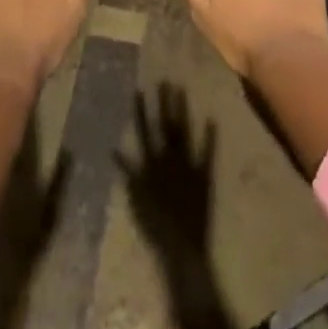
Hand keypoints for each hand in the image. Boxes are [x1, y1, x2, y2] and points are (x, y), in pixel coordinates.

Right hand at [116, 84, 218, 254]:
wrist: (182, 247)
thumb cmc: (155, 227)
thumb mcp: (136, 200)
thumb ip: (128, 174)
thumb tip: (115, 151)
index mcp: (152, 164)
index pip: (145, 131)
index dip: (142, 111)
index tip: (139, 90)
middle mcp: (170, 159)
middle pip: (166, 126)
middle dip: (164, 103)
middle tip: (164, 80)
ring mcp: (188, 165)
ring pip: (184, 132)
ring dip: (182, 111)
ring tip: (181, 90)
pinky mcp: (204, 174)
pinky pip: (207, 152)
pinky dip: (210, 137)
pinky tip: (212, 118)